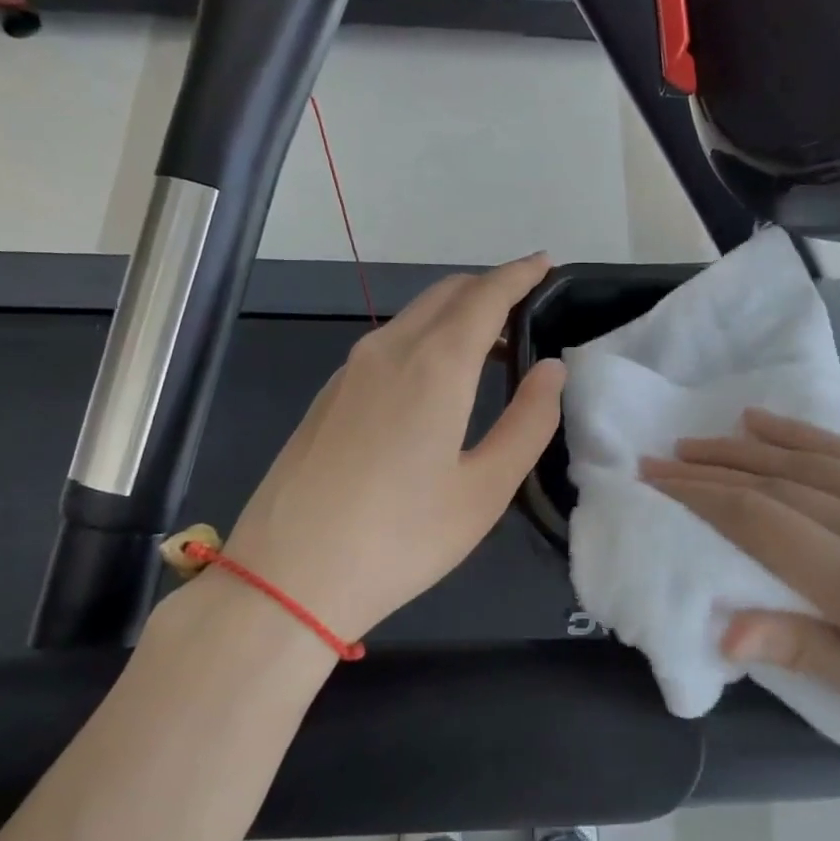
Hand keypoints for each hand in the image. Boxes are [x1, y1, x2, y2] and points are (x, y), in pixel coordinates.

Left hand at [220, 254, 564, 641]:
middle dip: (489, 288)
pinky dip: (425, 337)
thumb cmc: (401, 538)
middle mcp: (389, 350)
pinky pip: (388, 342)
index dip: (519, 275)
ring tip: (490, 342)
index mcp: (435, 366)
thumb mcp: (484, 489)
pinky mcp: (329, 394)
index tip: (544, 263)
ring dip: (455, 313)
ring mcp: (351, 370)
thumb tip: (551, 370)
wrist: (288, 577)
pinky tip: (435, 378)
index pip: (486, 296)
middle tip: (526, 306)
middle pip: (446, 294)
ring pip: (413, 316)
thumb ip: (527, 422)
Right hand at [642, 409, 839, 800]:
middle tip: (662, 456)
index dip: (702, 497)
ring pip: (817, 461)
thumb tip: (728, 628)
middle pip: (783, 485)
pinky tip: (778, 427)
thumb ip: (815, 657)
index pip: (765, 524)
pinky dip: (810, 438)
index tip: (655, 478)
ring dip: (752, 446)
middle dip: (715, 468)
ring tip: (704, 437)